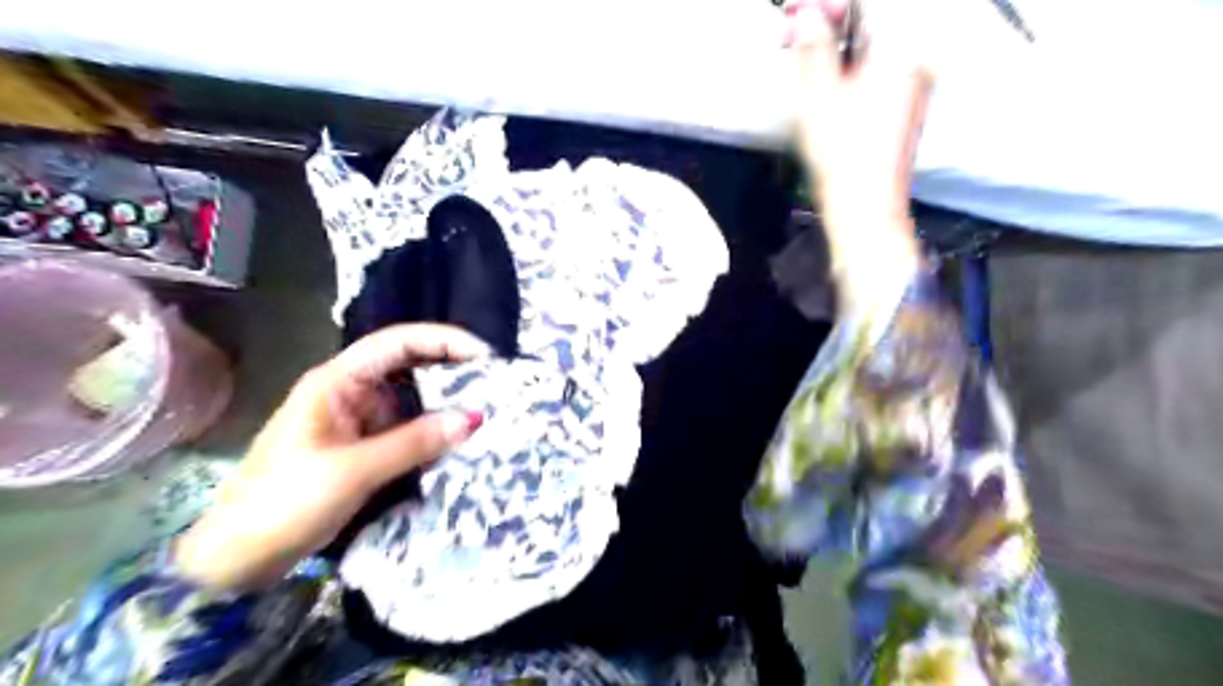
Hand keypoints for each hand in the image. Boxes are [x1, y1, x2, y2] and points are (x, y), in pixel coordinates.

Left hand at [176, 324, 491, 591]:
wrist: (238, 558)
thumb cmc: (284, 503)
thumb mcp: (354, 470)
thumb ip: (415, 442)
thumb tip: (475, 418)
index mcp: (338, 381)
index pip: (399, 342)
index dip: (445, 341)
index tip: (486, 355)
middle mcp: (351, 391)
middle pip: (410, 364)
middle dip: (452, 369)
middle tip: (496, 383)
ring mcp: (359, 419)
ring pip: (413, 398)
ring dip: (446, 403)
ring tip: (488, 409)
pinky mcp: (365, 446)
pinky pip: (409, 428)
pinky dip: (434, 431)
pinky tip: (459, 441)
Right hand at [783, 0, 928, 298]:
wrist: (866, 206)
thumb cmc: (841, 151)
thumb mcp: (817, 93)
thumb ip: (812, 45)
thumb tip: (806, 13)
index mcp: (902, 45)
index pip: (865, 3)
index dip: (827, 3)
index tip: (795, 11)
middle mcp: (917, 56)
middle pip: (871, 21)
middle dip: (828, 23)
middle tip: (791, 33)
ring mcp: (914, 82)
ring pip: (871, 45)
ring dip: (835, 45)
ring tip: (801, 56)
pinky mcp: (906, 104)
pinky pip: (876, 68)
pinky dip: (849, 65)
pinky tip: (824, 79)